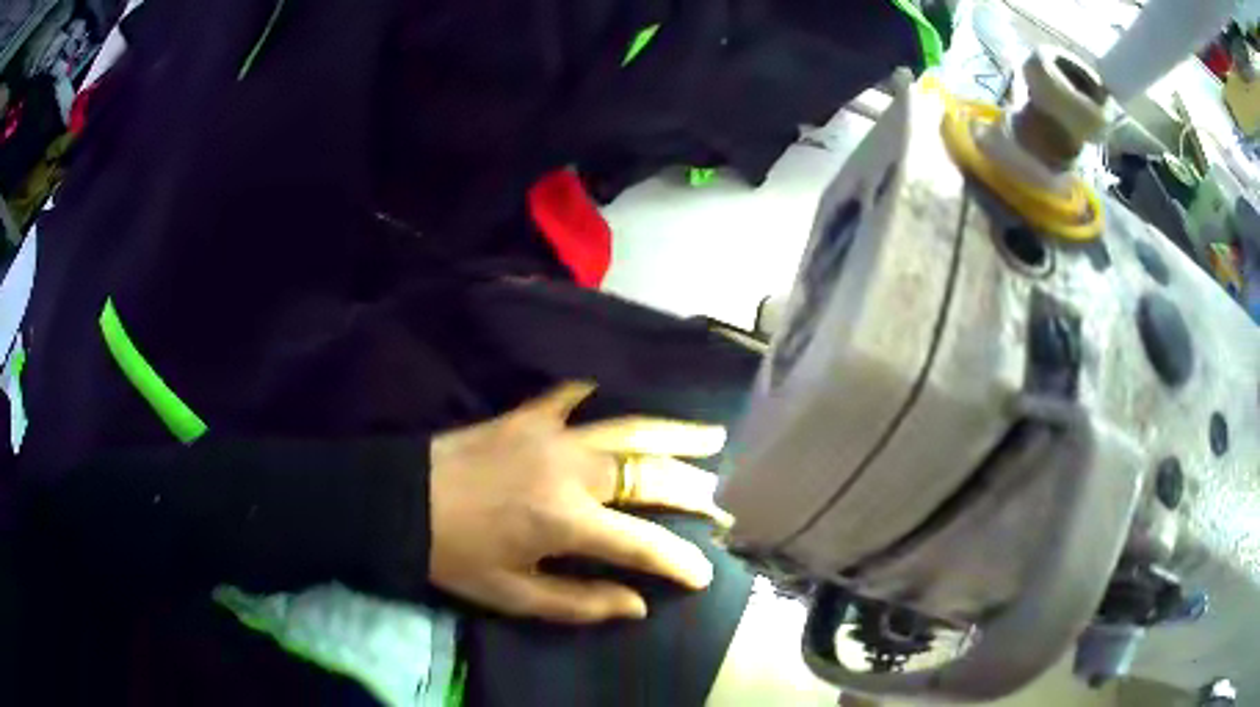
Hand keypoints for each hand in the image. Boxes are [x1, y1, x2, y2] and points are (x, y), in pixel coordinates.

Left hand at [428, 382, 730, 623]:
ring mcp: (551, 433)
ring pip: (630, 428)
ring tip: (713, 434)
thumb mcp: (512, 596)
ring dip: (676, 432)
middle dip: (693, 491)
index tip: (704, 574)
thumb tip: (638, 605)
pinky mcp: (528, 413)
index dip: (679, 561)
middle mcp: (570, 471)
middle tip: (721, 501)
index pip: (643, 544)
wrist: (397, 500)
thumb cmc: (453, 555)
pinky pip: (577, 395)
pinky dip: (605, 393)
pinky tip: (627, 391)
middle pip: (650, 475)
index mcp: (565, 522)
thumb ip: (580, 603)